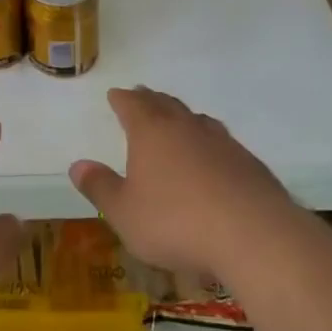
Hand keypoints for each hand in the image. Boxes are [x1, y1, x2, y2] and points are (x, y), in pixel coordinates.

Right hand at [70, 87, 304, 282]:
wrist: (254, 236)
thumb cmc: (176, 222)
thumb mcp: (125, 213)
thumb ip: (100, 188)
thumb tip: (77, 165)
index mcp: (152, 133)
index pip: (133, 105)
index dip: (122, 99)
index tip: (116, 94)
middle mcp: (187, 128)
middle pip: (166, 105)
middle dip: (151, 100)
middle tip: (143, 96)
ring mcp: (223, 143)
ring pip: (197, 120)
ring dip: (183, 117)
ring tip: (177, 120)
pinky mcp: (249, 164)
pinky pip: (222, 143)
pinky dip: (209, 143)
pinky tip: (212, 158)